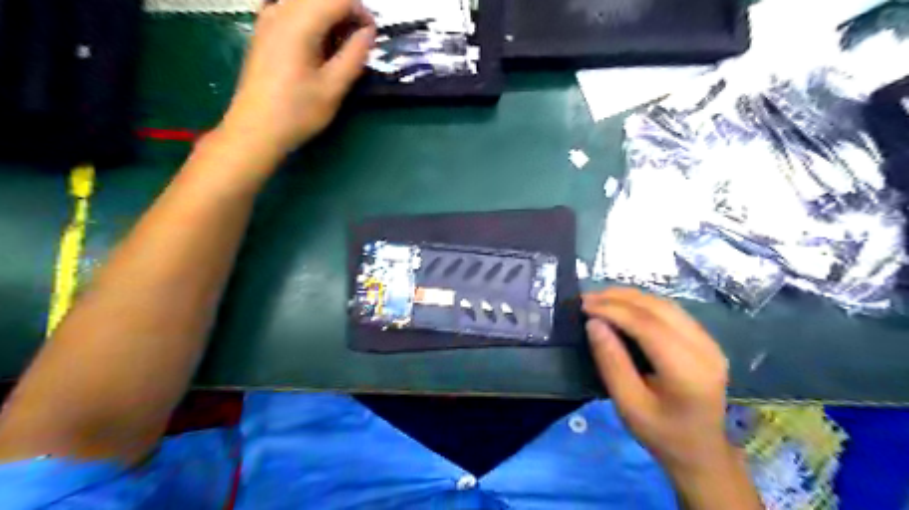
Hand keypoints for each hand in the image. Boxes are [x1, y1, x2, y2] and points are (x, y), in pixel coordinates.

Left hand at [220, 0, 372, 160]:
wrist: (256, 129)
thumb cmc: (297, 112)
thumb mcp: (333, 88)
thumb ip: (354, 55)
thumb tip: (369, 32)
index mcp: (299, 23)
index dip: (361, 11)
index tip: (371, 37)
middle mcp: (280, 11)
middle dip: (346, 13)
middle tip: (357, 45)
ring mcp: (268, 18)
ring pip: (306, 3)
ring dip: (329, 18)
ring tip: (339, 50)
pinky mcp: (264, 30)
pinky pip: (293, 11)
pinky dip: (313, 22)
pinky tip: (318, 49)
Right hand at [582, 287, 728, 474]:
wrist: (702, 452)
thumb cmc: (661, 434)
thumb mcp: (628, 404)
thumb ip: (611, 362)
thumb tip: (593, 323)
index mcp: (687, 371)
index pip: (648, 326)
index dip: (613, 310)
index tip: (584, 306)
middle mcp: (705, 349)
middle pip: (658, 309)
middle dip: (619, 298)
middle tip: (587, 298)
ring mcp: (709, 342)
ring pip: (665, 305)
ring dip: (630, 297)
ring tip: (600, 297)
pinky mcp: (706, 340)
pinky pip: (671, 311)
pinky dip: (643, 303)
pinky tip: (623, 305)